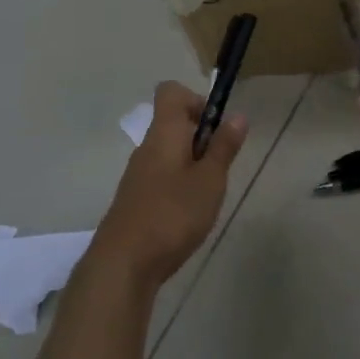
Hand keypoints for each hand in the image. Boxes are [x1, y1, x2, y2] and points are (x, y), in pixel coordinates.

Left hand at [92, 81, 246, 287]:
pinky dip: (178, 185)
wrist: (122, 266)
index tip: (215, 128)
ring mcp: (137, 175)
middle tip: (219, 168)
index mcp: (164, 133)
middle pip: (173, 124)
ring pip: (169, 153)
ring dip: (192, 164)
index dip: (197, 100)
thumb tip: (237, 115)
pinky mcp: (134, 200)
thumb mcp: (210, 180)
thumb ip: (224, 147)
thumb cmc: (172, 214)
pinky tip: (188, 215)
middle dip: (202, 138)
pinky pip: (161, 177)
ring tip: (207, 195)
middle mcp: (147, 147)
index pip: (171, 92)